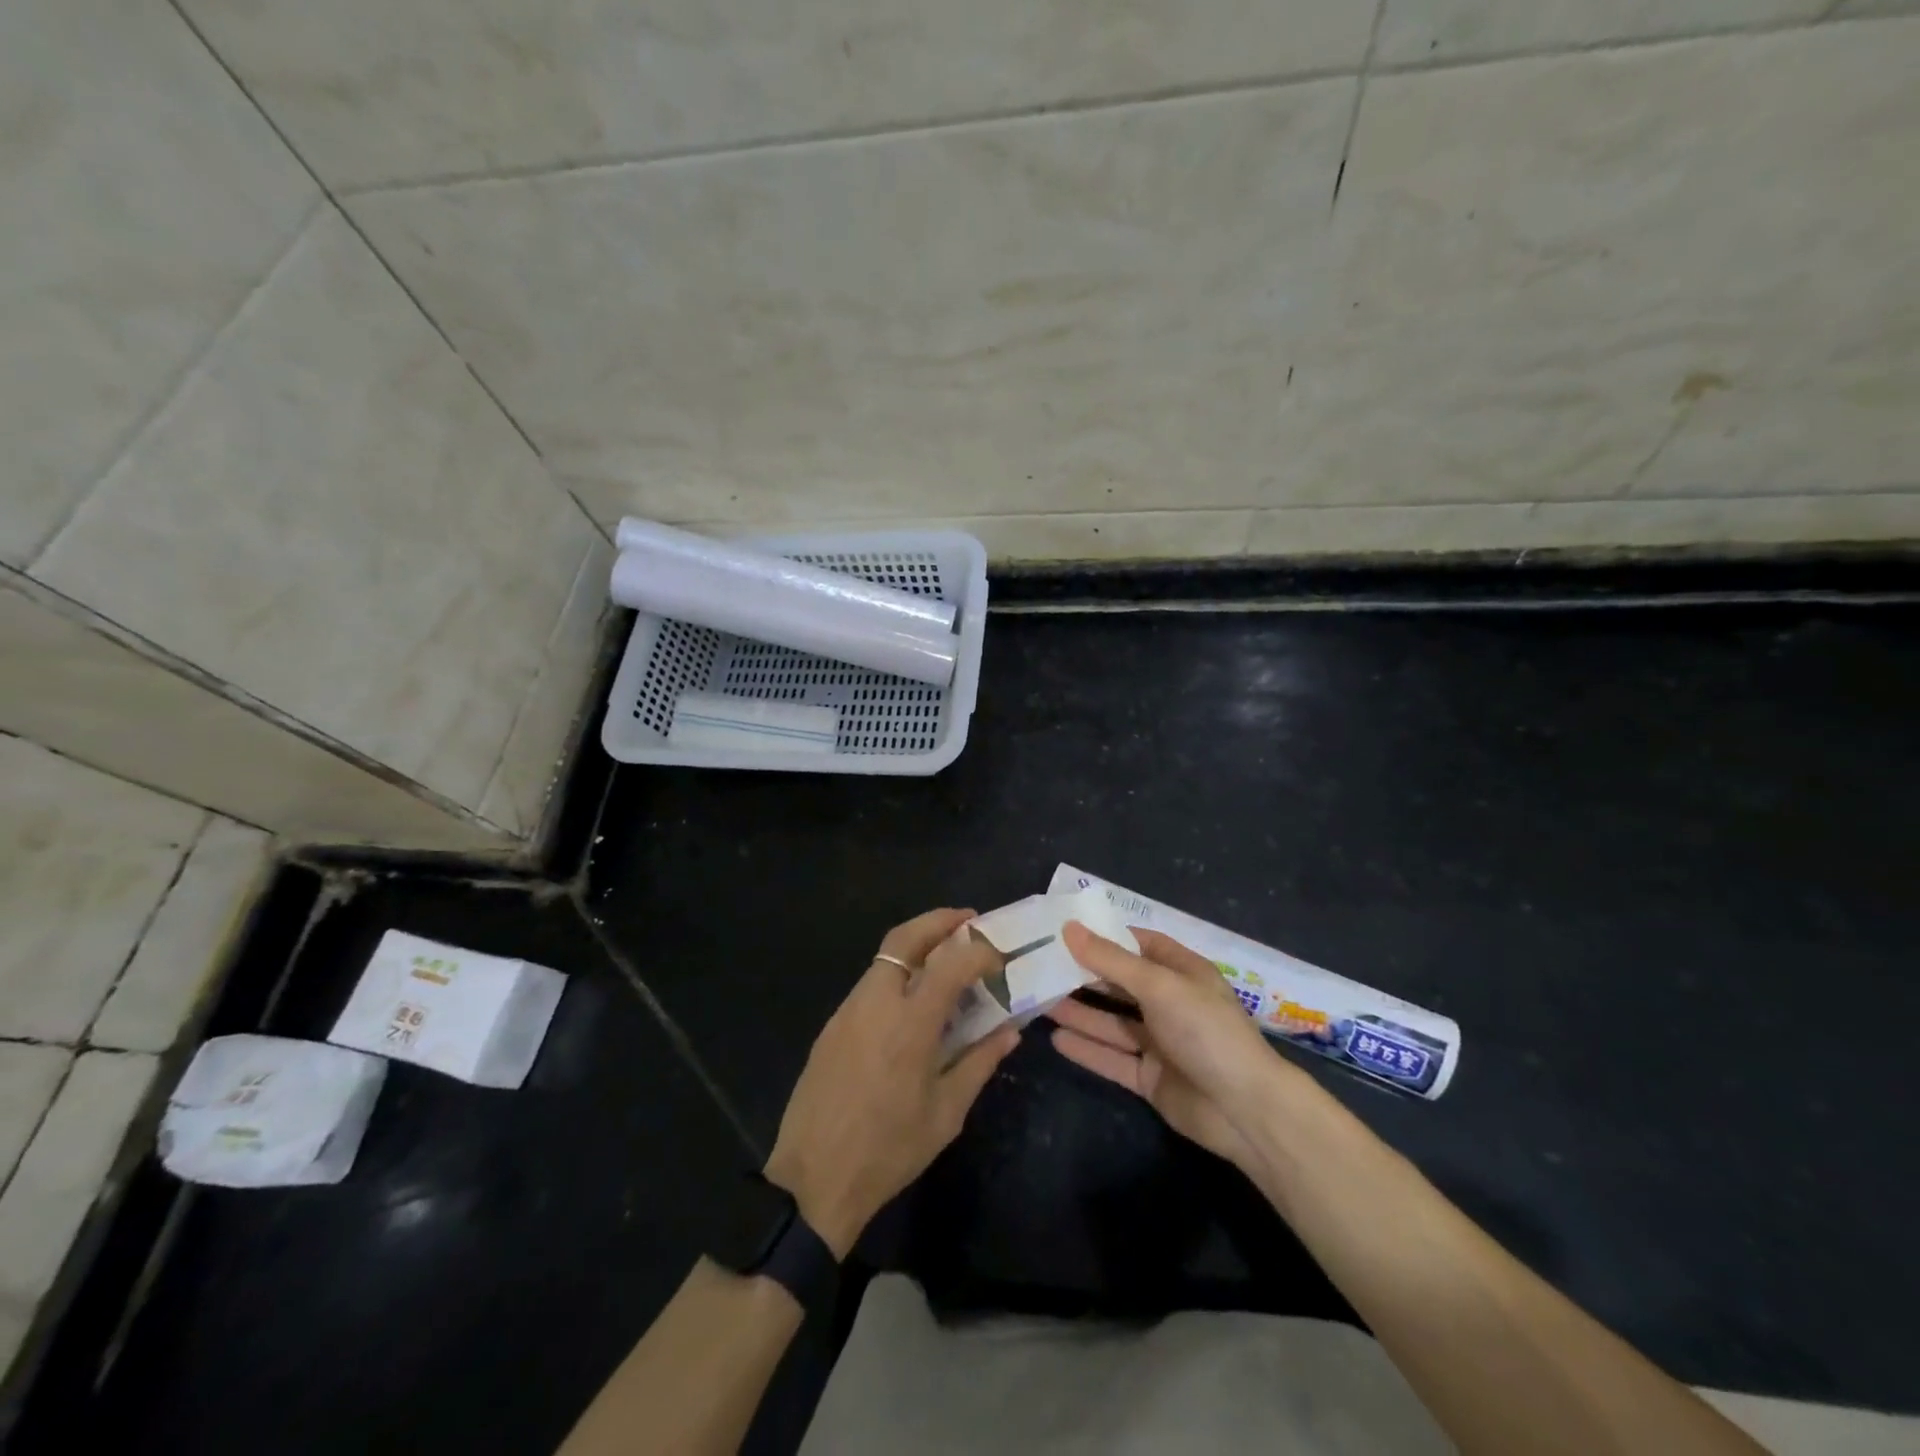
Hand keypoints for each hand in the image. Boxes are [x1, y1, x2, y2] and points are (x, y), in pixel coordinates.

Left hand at [764, 909, 1018, 1257]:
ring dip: (917, 944)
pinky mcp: (832, 1025)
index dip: (979, 951)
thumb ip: (979, 1063)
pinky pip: (870, 984)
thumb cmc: (889, 1150)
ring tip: (946, 957)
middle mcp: (876, 1002)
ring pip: (885, 957)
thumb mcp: (945, 1113)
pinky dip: (897, 973)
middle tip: (968, 920)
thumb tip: (1010, 1031)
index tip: (999, 956)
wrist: (813, 1179)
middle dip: (939, 920)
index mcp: (910, 1023)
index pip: (950, 963)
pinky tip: (913, 1000)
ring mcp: (848, 1010)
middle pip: (905, 938)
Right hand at [1046, 922, 1284, 1173]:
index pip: (1138, 944)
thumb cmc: (1206, 1031)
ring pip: (1112, 1022)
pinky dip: (1087, 1049)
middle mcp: (1170, 1003)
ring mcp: (1160, 1042)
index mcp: (1181, 972)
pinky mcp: (1151, 1078)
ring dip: (1079, 1012)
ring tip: (1038, 1000)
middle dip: (1083, 975)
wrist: (1245, 1110)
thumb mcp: (1158, 986)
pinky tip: (1056, 1039)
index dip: (1105, 936)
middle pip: (1120, 983)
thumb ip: (1111, 960)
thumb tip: (1069, 928)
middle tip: (1040, 965)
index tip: (1064, 929)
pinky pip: (1112, 1058)